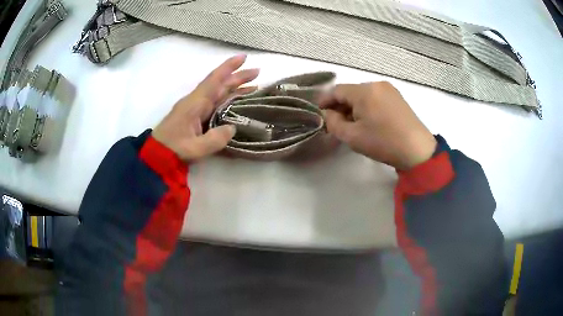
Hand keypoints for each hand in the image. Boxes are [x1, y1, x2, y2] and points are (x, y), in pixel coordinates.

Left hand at [152, 55, 259, 160]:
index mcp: (195, 104)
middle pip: (219, 85)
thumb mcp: (195, 148)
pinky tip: (237, 103)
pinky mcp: (196, 117)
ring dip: (235, 88)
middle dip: (238, 77)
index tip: (244, 57)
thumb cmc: (173, 149)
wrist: (156, 156)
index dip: (229, 67)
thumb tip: (233, 128)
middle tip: (258, 72)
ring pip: (219, 94)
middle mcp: (196, 102)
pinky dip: (228, 101)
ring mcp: (196, 109)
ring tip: (254, 86)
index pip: (214, 80)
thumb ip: (215, 139)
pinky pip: (215, 104)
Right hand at [320, 82, 436, 169]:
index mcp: (364, 91)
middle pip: (350, 92)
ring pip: (363, 95)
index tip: (318, 113)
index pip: (336, 90)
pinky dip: (366, 106)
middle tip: (334, 123)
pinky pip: (375, 97)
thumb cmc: (383, 142)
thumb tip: (327, 114)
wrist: (417, 150)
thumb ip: (333, 123)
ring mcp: (389, 89)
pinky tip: (367, 121)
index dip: (324, 101)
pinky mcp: (397, 97)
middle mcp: (376, 84)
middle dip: (340, 106)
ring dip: (353, 107)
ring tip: (351, 124)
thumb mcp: (352, 136)